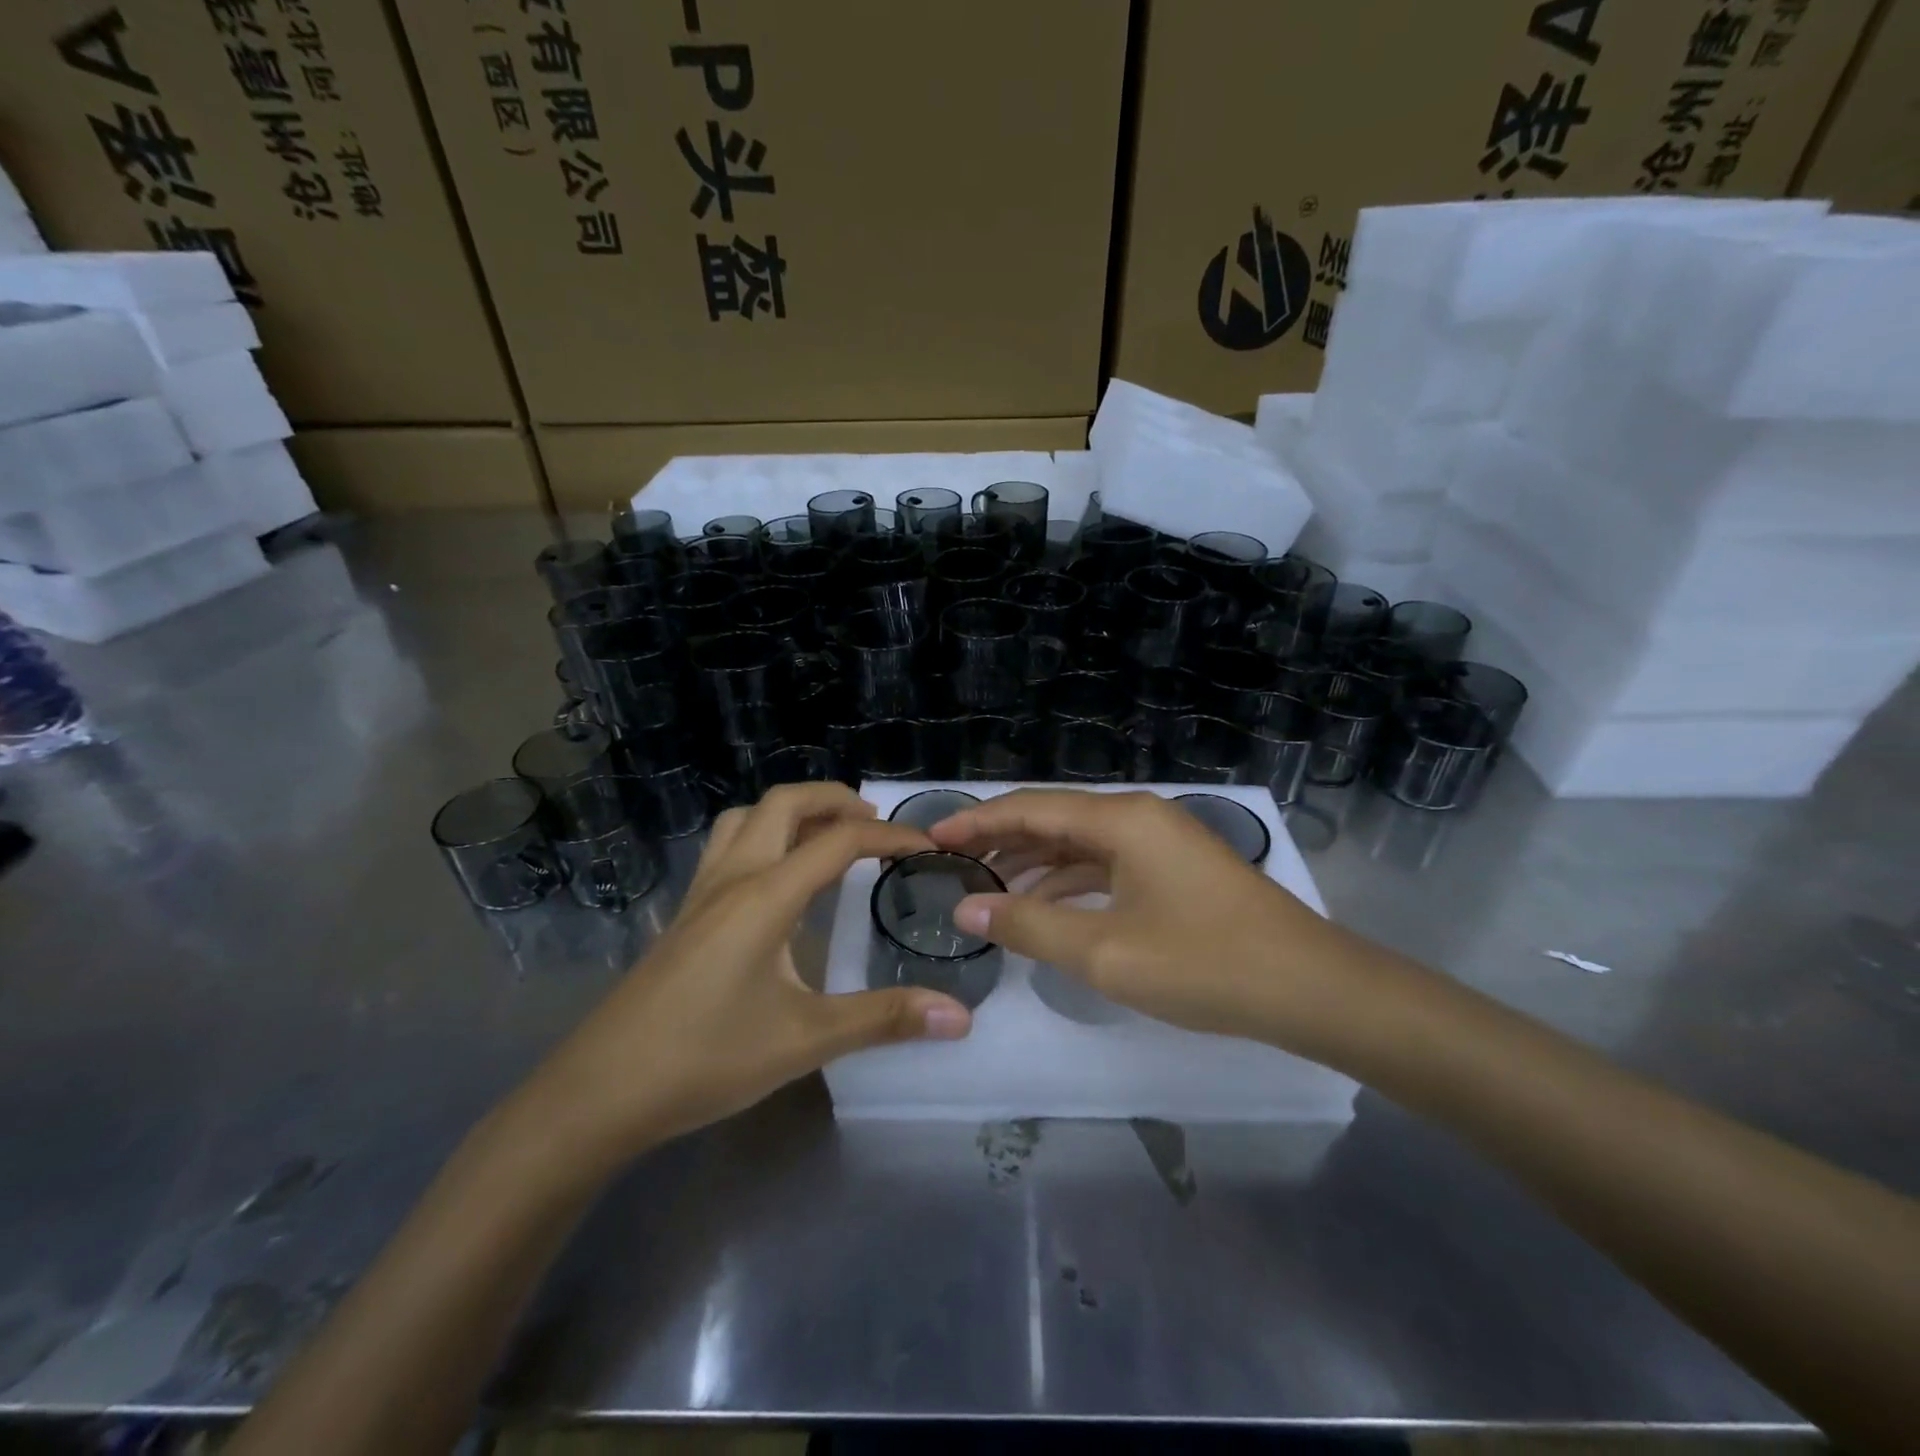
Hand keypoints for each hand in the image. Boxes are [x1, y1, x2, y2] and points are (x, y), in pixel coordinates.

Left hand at [529, 784, 972, 1163]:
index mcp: (765, 895)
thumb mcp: (805, 1040)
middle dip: (834, 799)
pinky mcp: (683, 913)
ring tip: (827, 836)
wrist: (599, 1092)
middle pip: (783, 803)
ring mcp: (700, 892)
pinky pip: (727, 846)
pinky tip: (775, 878)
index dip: (889, 838)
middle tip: (876, 824)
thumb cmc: (706, 1059)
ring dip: (791, 812)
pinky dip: (762, 835)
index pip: (838, 841)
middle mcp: (732, 877)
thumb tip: (959, 1017)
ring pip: (746, 818)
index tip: (928, 848)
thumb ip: (884, 1019)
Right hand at [929, 789, 1355, 1056]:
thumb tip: (967, 909)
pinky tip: (1048, 907)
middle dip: (1002, 840)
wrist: (1313, 989)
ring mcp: (1163, 843)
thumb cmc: (1205, 964)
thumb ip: (1030, 926)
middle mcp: (1140, 818)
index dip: (977, 822)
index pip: (1030, 808)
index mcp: (1121, 820)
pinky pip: (1108, 865)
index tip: (932, 839)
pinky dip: (1071, 882)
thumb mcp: (1105, 952)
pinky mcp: (1177, 871)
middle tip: (952, 865)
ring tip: (988, 889)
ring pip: (1082, 844)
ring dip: (1035, 863)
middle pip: (1055, 819)